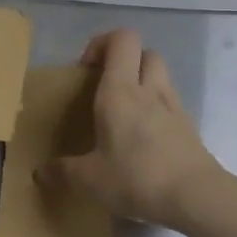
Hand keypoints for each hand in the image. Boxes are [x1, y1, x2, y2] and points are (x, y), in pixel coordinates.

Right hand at [39, 29, 223, 232]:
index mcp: (120, 90)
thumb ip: (62, 172)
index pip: (121, 39)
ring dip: (142, 84)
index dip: (103, 43)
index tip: (86, 69)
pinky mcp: (189, 127)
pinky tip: (144, 140)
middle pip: (144, 52)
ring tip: (124, 114)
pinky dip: (156, 110)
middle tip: (106, 88)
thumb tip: (39, 173)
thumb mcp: (90, 179)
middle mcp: (149, 89)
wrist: (197, 197)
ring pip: (160, 76)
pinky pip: (170, 104)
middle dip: (125, 62)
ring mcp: (174, 106)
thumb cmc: (137, 177)